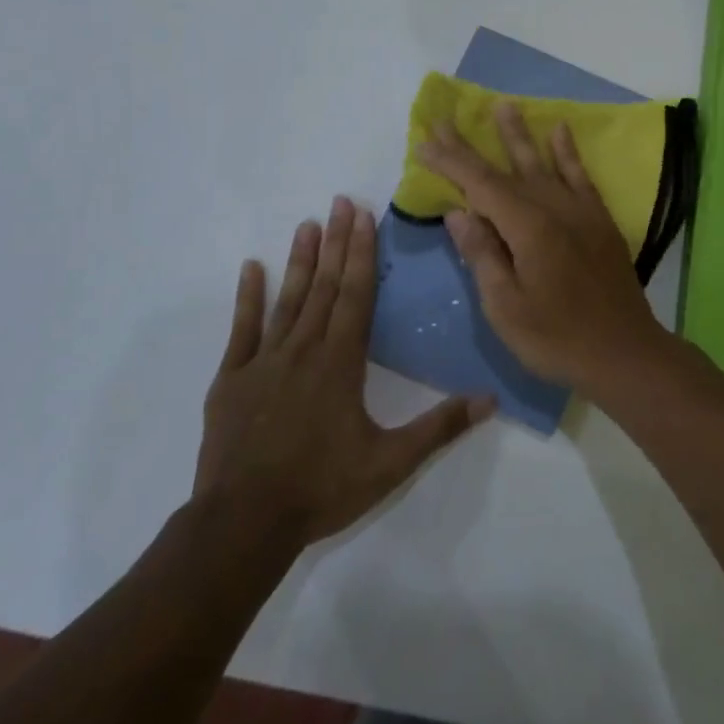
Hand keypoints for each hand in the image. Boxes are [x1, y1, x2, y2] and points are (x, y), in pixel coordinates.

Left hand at [195, 197, 494, 545]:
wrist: (244, 523)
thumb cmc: (323, 488)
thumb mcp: (391, 462)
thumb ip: (440, 426)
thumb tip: (491, 399)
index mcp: (341, 362)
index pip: (356, 295)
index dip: (362, 253)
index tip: (364, 216)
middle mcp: (304, 349)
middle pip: (324, 286)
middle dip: (336, 241)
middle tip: (341, 200)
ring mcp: (264, 361)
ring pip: (287, 299)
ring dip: (300, 260)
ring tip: (307, 224)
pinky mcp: (232, 379)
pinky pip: (242, 329)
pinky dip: (247, 296)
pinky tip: (251, 267)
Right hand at [417, 104, 672, 390]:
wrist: (625, 352)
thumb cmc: (557, 338)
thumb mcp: (506, 307)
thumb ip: (483, 255)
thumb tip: (459, 212)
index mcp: (527, 228)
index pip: (480, 185)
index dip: (451, 162)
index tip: (425, 141)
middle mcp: (554, 208)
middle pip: (506, 169)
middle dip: (473, 146)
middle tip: (448, 119)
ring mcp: (581, 211)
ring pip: (543, 163)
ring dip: (520, 135)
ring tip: (504, 106)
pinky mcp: (600, 220)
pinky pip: (580, 176)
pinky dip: (568, 153)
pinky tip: (560, 131)